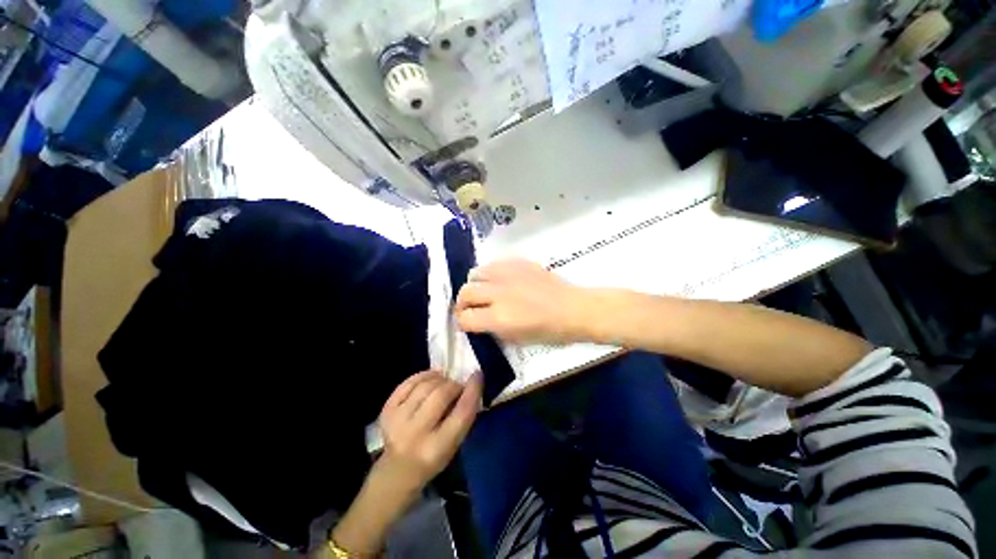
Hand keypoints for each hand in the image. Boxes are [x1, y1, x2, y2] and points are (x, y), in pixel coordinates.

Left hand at [377, 371, 482, 492]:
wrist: (397, 471)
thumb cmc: (432, 458)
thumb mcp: (454, 445)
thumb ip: (462, 416)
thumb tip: (468, 383)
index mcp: (438, 448)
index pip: (461, 413)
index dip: (472, 390)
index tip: (477, 375)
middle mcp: (416, 434)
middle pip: (441, 395)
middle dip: (454, 385)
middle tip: (458, 386)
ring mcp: (397, 421)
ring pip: (425, 386)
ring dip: (439, 379)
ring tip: (444, 382)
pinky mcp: (386, 410)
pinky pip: (407, 383)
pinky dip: (422, 376)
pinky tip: (430, 378)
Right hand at [455, 258, 588, 344]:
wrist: (573, 308)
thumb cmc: (549, 331)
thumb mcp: (516, 339)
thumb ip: (492, 329)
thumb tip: (477, 321)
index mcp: (499, 317)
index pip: (464, 318)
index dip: (462, 323)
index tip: (466, 324)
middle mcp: (498, 293)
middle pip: (465, 293)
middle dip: (462, 304)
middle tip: (470, 308)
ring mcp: (507, 274)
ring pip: (475, 274)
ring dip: (474, 285)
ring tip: (483, 291)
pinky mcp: (517, 262)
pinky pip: (492, 265)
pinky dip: (489, 274)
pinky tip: (499, 281)